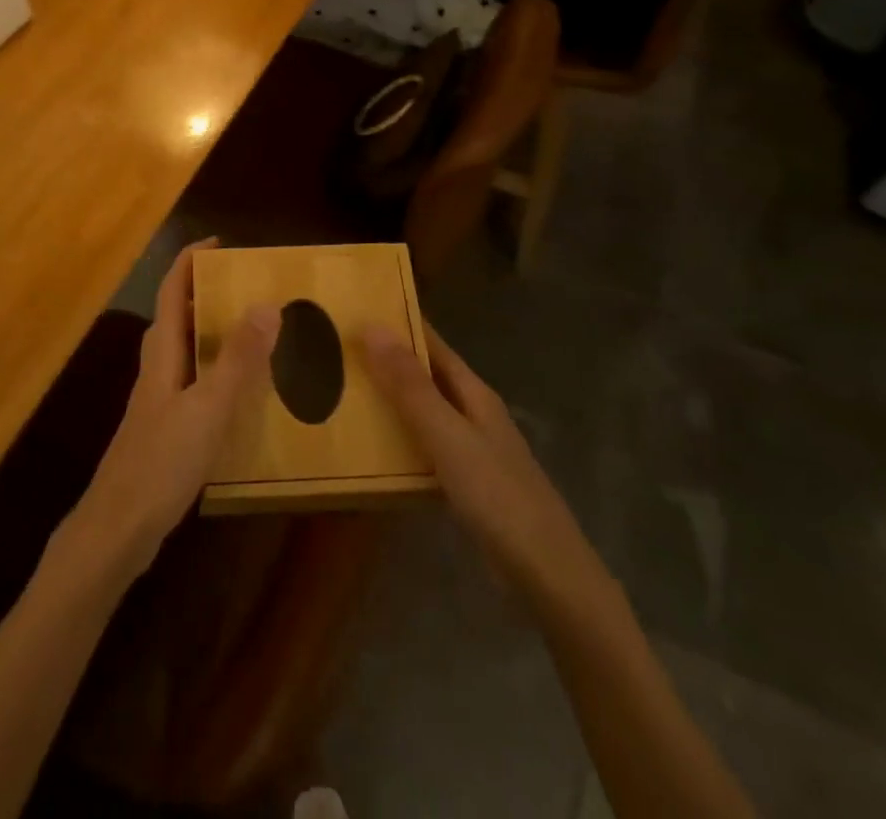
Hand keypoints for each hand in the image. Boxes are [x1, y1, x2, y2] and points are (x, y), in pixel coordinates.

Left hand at [63, 240, 277, 583]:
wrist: (118, 529)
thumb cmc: (161, 462)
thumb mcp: (208, 408)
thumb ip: (238, 360)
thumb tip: (266, 304)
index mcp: (162, 353)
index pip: (172, 291)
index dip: (190, 261)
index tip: (220, 242)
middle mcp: (156, 368)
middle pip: (177, 316)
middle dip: (206, 293)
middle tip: (248, 287)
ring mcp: (158, 400)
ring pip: (184, 349)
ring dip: (212, 331)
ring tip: (253, 330)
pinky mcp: (165, 428)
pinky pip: (193, 381)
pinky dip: (215, 370)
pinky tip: (240, 392)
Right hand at [364, 323, 583, 590]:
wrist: (549, 578)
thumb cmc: (498, 496)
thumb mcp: (447, 436)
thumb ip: (410, 386)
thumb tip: (372, 327)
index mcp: (474, 394)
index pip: (432, 344)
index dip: (400, 323)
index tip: (358, 308)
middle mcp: (474, 414)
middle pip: (427, 376)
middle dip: (387, 361)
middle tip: (336, 350)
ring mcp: (473, 451)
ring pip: (424, 413)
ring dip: (390, 401)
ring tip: (342, 393)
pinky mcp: (468, 486)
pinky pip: (425, 449)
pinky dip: (400, 441)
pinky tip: (373, 450)